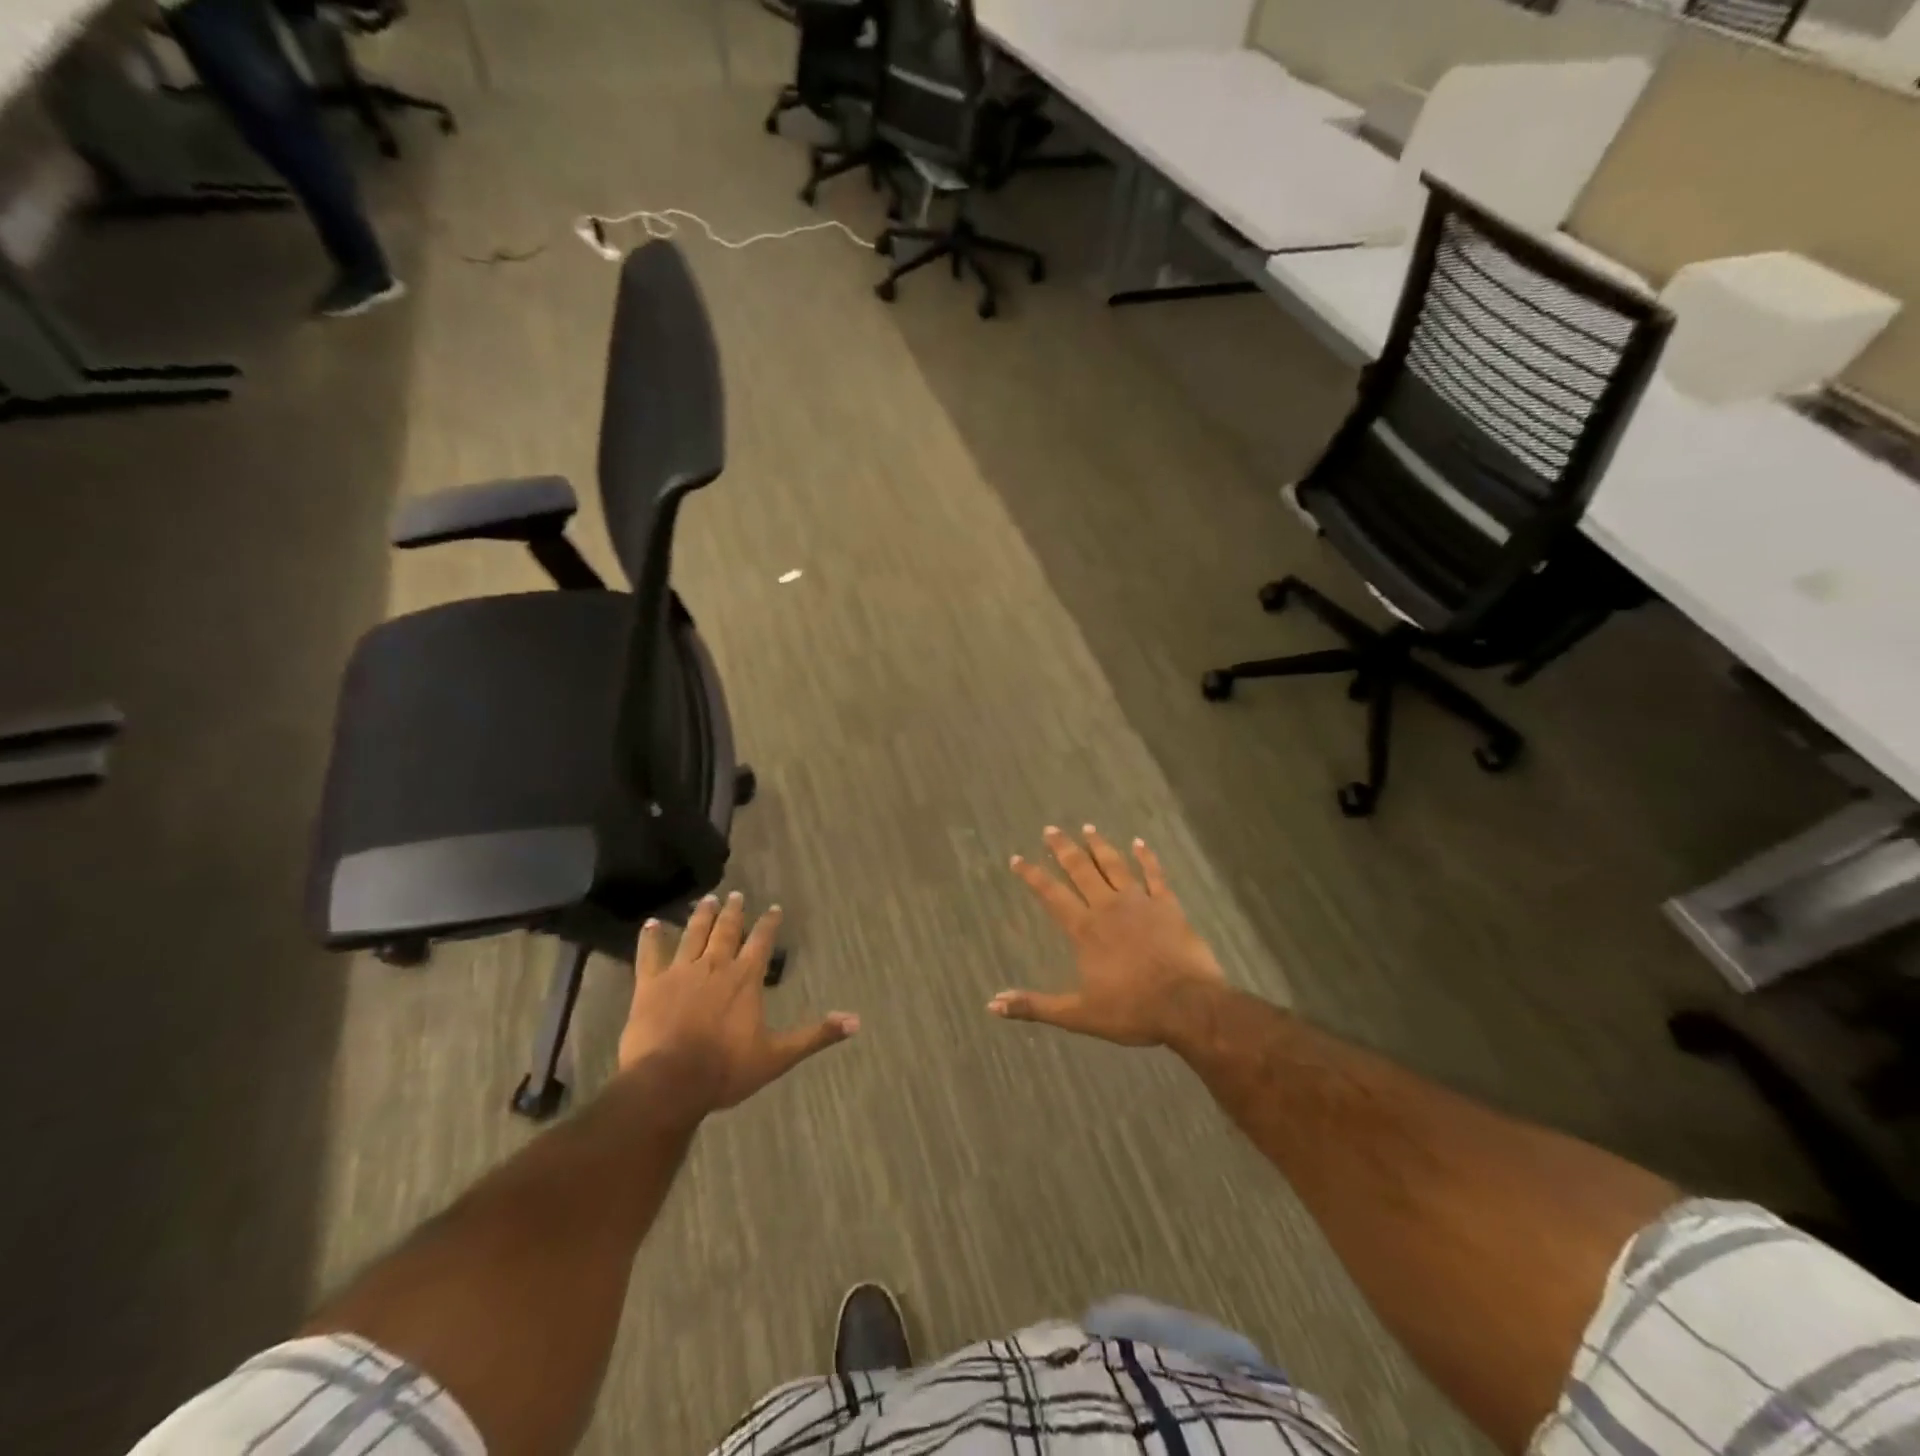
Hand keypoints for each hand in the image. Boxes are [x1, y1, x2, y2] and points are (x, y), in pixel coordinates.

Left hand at [618, 892, 857, 1111]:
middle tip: (735, 894)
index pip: (761, 942)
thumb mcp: (778, 1056)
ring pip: (693, 934)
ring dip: (701, 915)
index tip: (773, 908)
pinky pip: (650, 954)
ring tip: (706, 899)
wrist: (668, 1083)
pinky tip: (651, 923)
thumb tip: (855, 1021)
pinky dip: (651, 937)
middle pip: (726, 931)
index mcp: (745, 979)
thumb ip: (815, 1035)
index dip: (768, 924)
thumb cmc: (725, 1069)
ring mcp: (681, 972)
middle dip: (733, 912)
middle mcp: (715, 966)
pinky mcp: (650, 985)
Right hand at [990, 825, 1225, 1047]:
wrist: (1189, 1006)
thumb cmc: (1132, 1010)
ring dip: (1099, 845)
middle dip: (1063, 849)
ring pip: (1115, 865)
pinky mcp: (1168, 906)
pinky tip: (1139, 843)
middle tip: (1051, 829)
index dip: (1032, 875)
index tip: (1017, 858)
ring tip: (1088, 828)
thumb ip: (1036, 1006)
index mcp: (1085, 930)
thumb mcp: (1078, 1015)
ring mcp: (1141, 902)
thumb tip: (993, 1004)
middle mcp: (1108, 907)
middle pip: (1081, 870)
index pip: (1051, 895)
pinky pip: (1155, 874)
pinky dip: (1146, 857)